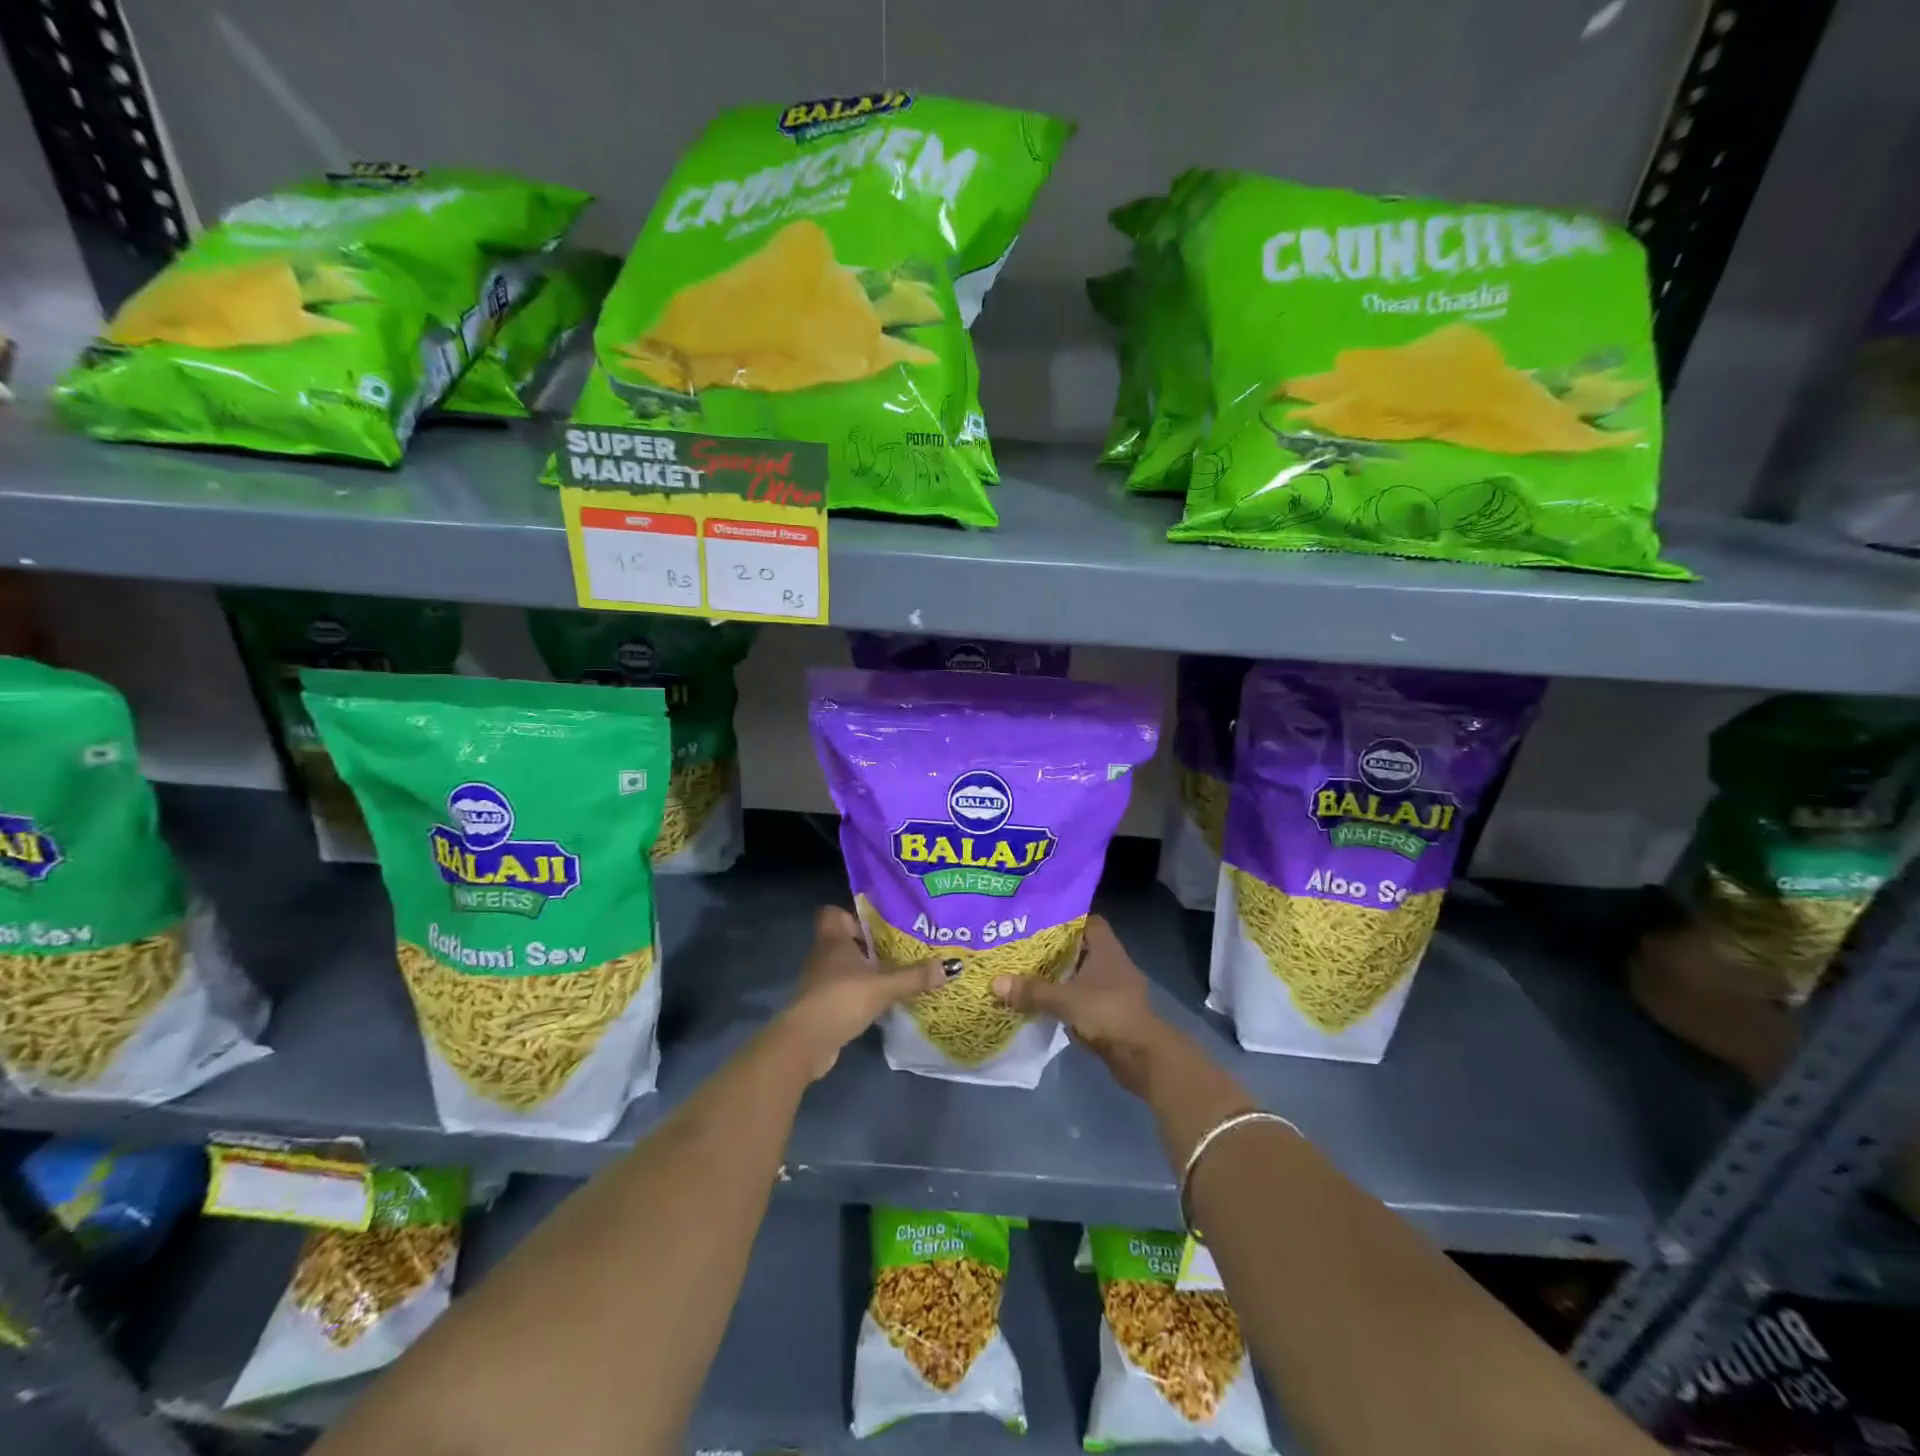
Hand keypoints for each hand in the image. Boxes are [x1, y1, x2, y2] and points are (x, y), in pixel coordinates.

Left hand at [778, 906, 951, 1079]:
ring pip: (845, 966)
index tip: (879, 926)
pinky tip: (883, 1000)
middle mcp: (823, 955)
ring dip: (866, 970)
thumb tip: (952, 966)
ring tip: (897, 974)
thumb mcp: (883, 986)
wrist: (806, 1042)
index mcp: (832, 940)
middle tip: (899, 949)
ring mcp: (820, 981)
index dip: (853, 915)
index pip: (833, 913)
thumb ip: (914, 977)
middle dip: (870, 945)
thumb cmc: (841, 999)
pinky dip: (861, 992)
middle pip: (845, 940)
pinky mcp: (822, 1004)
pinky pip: (845, 989)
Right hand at [990, 916, 1171, 1096]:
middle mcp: (1113, 964)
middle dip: (1056, 949)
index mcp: (1107, 949)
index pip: (1088, 921)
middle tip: (1024, 947)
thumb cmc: (1107, 1013)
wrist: (1142, 1056)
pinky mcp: (1112, 1013)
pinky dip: (1067, 1000)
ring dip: (1061, 977)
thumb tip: (995, 982)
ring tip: (1028, 974)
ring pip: (1082, 975)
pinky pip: (1084, 999)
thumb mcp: (1065, 1000)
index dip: (1066, 918)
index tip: (1039, 921)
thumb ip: (1032, 991)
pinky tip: (1045, 1003)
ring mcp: (1114, 990)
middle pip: (1082, 948)